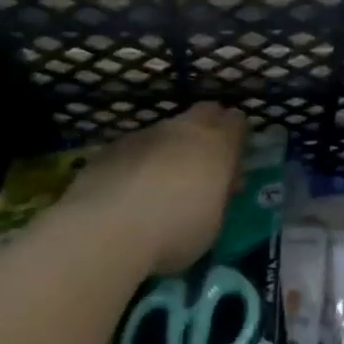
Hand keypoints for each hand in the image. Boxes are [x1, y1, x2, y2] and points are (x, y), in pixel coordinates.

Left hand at [53, 102, 246, 273]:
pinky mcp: (111, 147)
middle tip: (203, 160)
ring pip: (167, 129)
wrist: (106, 230)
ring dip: (170, 146)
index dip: (237, 136)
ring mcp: (145, 134)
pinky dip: (139, 160)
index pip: (237, 122)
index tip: (233, 159)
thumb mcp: (213, 223)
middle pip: (204, 112)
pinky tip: (130, 188)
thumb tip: (218, 185)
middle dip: (208, 128)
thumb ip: (218, 196)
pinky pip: (135, 147)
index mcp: (216, 145)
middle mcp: (183, 129)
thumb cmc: (174, 231)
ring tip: (162, 180)